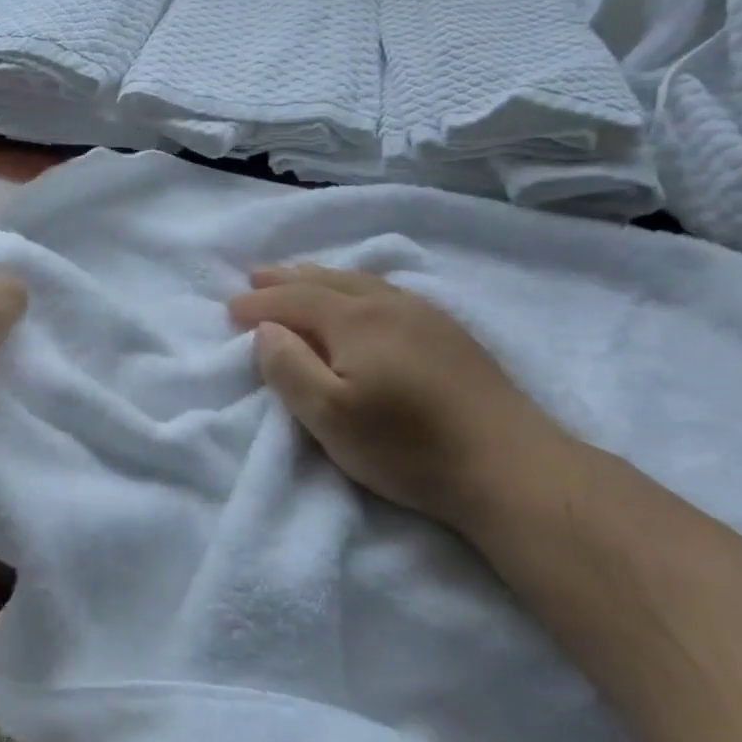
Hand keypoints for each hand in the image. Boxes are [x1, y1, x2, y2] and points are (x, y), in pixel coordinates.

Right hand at [229, 265, 572, 531]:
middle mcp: (388, 304)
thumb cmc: (409, 447)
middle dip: (286, 279)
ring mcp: (425, 314)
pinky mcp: (449, 332)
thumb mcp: (331, 418)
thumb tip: (267, 331)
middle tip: (256, 275)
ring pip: (360, 281)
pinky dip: (356, 286)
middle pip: (327, 280)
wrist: (511, 466)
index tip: (230, 309)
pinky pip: (387, 291)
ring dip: (321, 277)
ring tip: (299, 275)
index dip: (260, 303)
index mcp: (356, 320)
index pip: (295, 300)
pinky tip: (361, 296)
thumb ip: (290, 369)